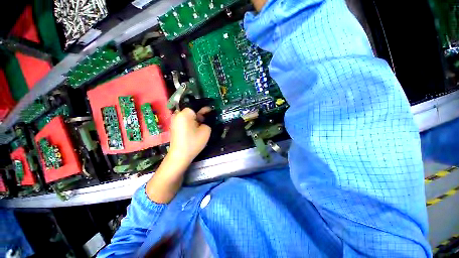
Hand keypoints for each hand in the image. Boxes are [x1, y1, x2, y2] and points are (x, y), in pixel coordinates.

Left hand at [169, 107, 211, 164]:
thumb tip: (204, 119)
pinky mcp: (174, 127)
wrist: (180, 155)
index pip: (196, 106)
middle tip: (207, 119)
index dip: (204, 109)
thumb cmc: (193, 142)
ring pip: (188, 116)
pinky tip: (195, 129)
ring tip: (202, 125)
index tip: (211, 111)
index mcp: (185, 113)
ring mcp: (174, 121)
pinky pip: (184, 121)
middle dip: (200, 114)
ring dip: (195, 119)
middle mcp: (178, 115)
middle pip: (191, 111)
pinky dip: (190, 123)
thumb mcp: (206, 130)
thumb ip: (207, 121)